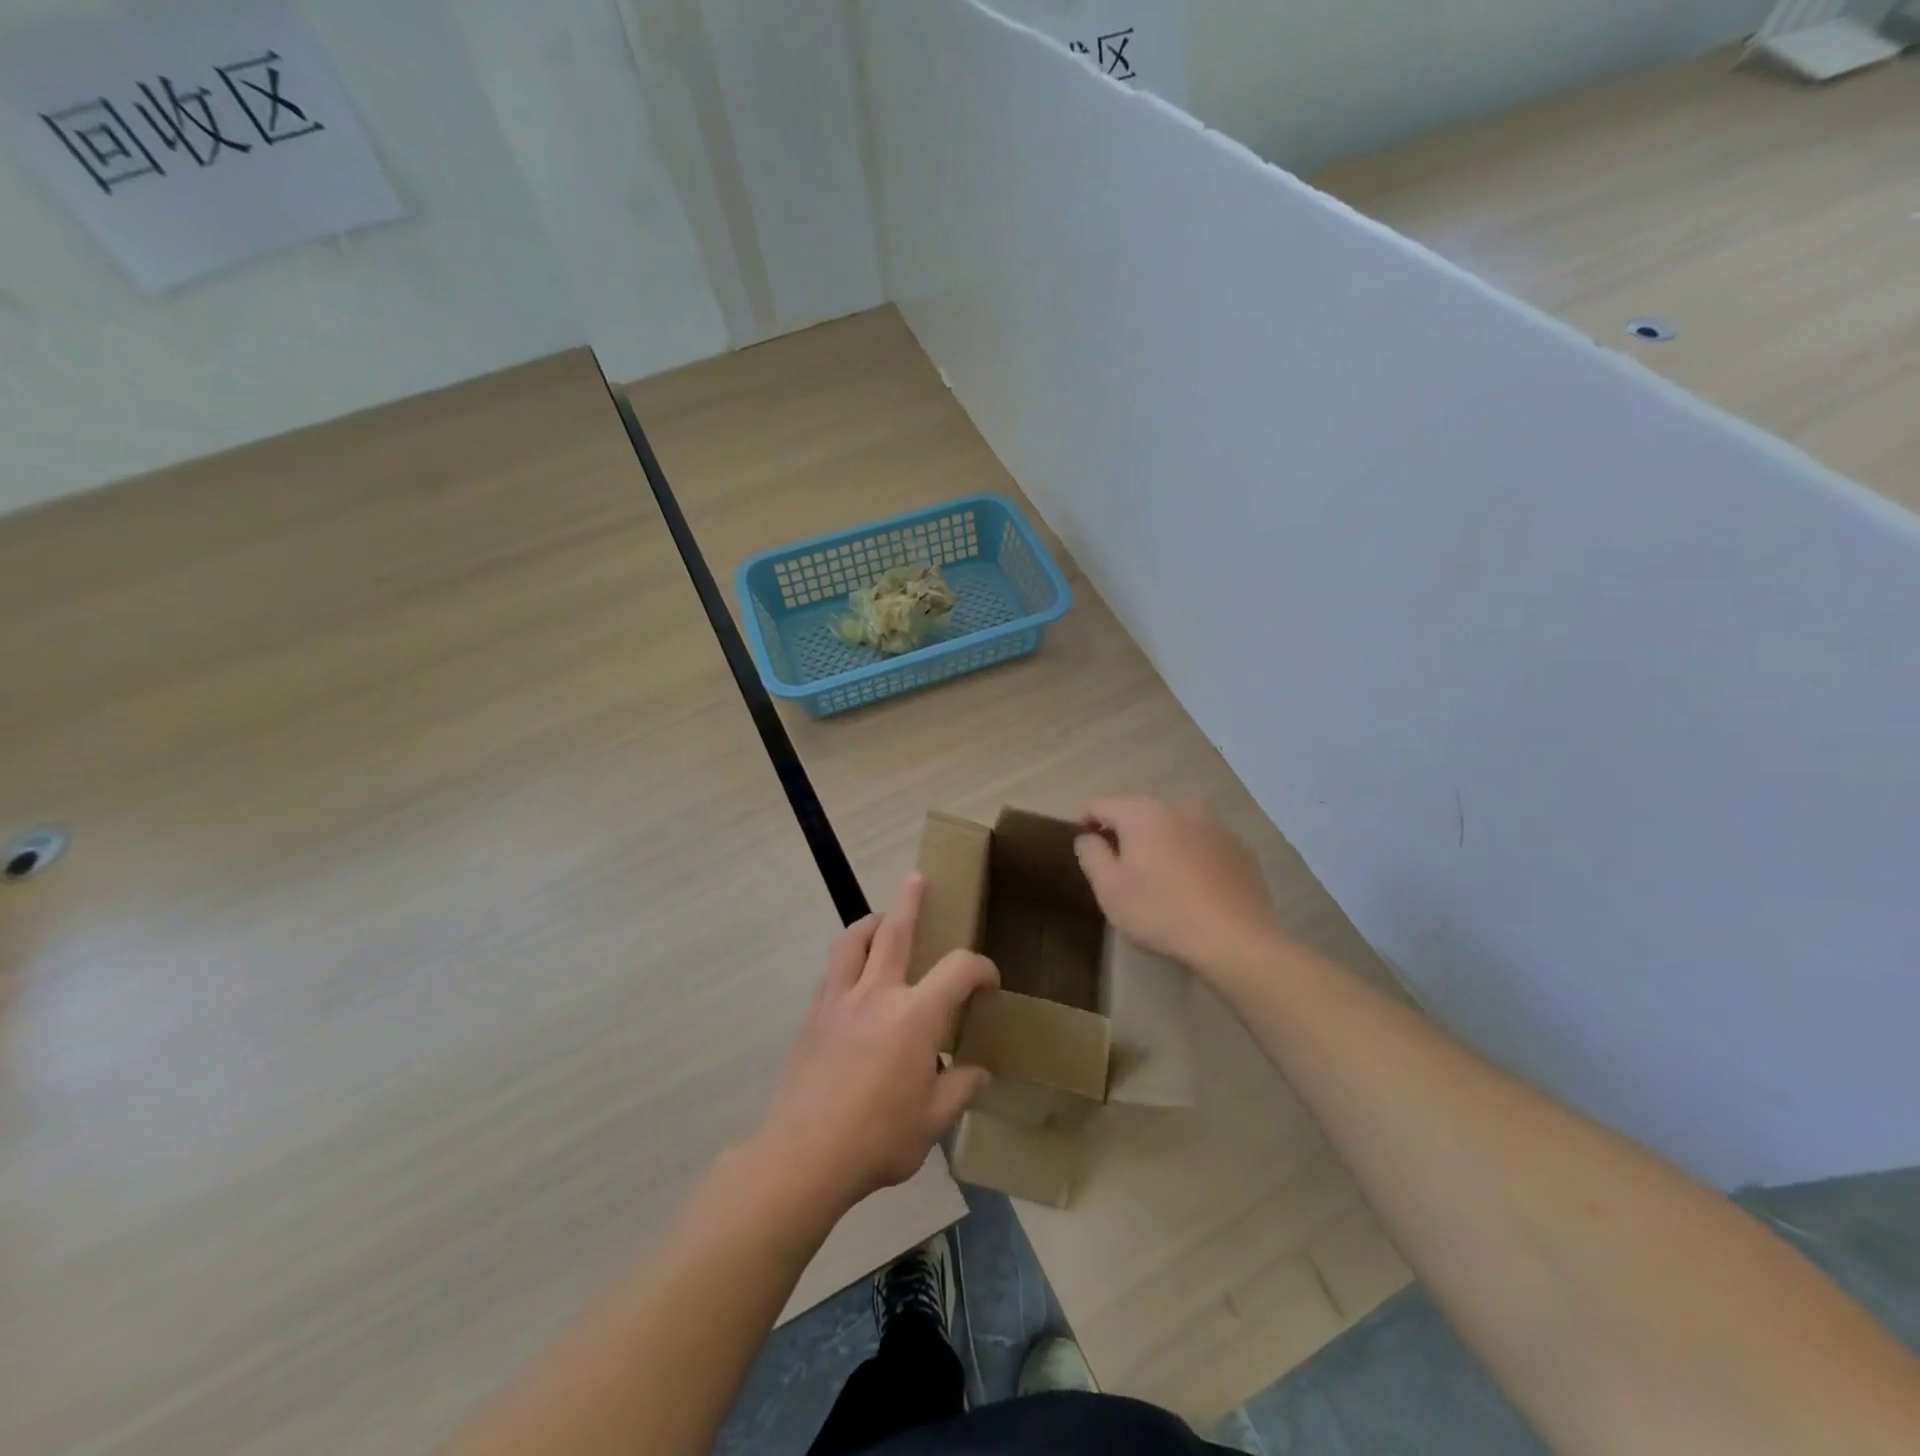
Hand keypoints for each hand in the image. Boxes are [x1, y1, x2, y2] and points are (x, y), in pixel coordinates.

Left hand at [754, 874, 997, 1218]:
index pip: (959, 969)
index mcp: (915, 1017)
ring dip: (871, 922)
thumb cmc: (877, 1140)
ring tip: (880, 919)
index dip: (980, 967)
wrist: (803, 1156)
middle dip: (910, 901)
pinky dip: (847, 957)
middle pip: (895, 931)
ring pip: (853, 940)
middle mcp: (878, 993)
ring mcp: (840, 999)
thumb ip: (958, 1089)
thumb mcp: (931, 1123)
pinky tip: (852, 972)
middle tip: (916, 879)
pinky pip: (832, 969)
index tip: (988, 981)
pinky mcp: (813, 1014)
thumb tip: (976, 1070)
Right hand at [1074, 797, 1284, 975]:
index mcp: (1143, 812)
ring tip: (1162, 881)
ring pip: (1174, 827)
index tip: (1088, 853)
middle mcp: (1180, 806)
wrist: (1237, 940)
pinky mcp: (1239, 847)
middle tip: (1124, 872)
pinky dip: (1192, 856)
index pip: (1100, 805)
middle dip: (1127, 835)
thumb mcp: (1109, 889)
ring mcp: (1215, 824)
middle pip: (1139, 813)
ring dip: (1161, 844)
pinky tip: (1195, 888)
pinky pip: (1203, 843)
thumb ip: (1091, 854)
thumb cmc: (1161, 912)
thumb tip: (1087, 837)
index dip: (1086, 825)